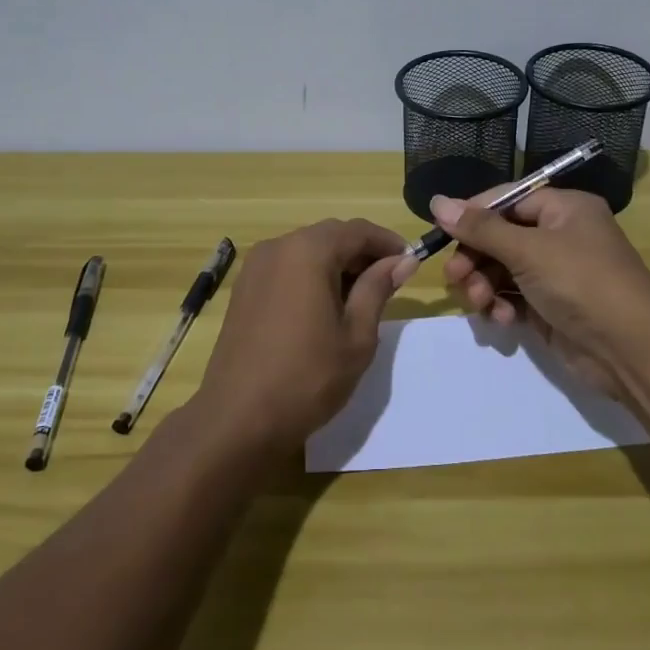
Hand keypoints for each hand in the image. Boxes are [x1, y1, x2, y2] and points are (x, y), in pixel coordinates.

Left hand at [195, 219, 414, 451]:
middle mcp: (278, 247)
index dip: (388, 242)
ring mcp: (255, 267)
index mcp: (308, 251)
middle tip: (389, 282)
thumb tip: (404, 260)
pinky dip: (311, 275)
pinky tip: (325, 307)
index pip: (358, 230)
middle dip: (362, 252)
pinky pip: (287, 267)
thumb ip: (378, 289)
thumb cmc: (307, 377)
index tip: (411, 262)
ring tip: (360, 298)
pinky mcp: (244, 289)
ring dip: (337, 264)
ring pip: (307, 250)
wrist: (238, 418)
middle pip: (330, 235)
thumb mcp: (356, 335)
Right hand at [434, 187, 649, 400]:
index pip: (507, 199)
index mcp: (564, 208)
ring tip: (479, 304)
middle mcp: (560, 235)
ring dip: (484, 285)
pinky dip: (501, 305)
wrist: (632, 350)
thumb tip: (437, 202)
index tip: (441, 233)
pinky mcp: (551, 307)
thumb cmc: (582, 282)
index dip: (472, 214)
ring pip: (502, 269)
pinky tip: (500, 319)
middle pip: (500, 236)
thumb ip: (480, 228)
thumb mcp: (528, 250)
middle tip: (455, 279)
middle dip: (475, 258)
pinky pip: (513, 297)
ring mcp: (556, 273)